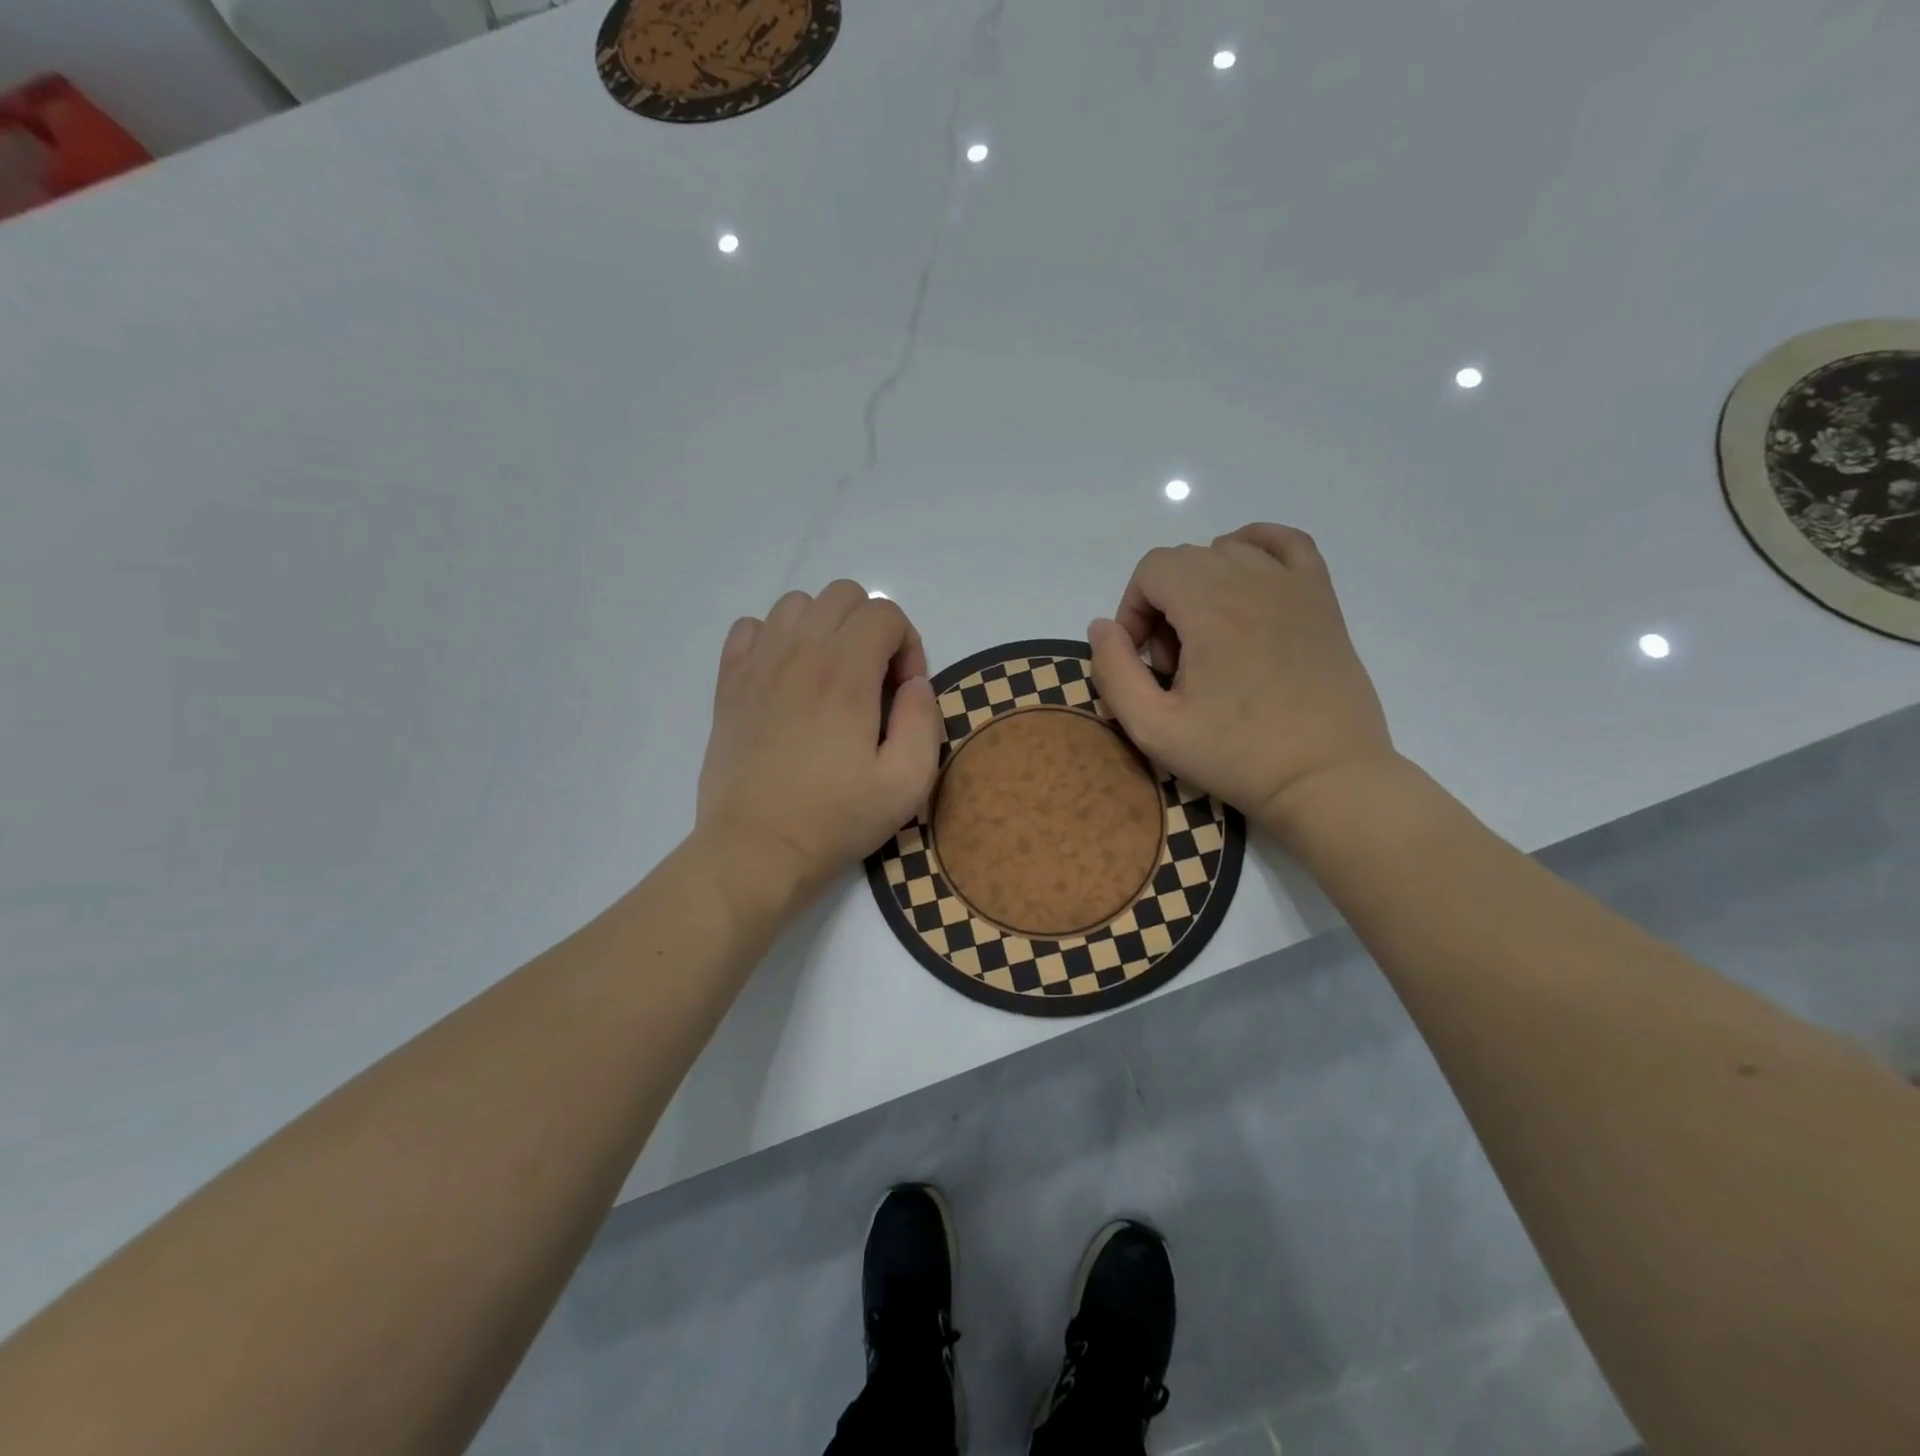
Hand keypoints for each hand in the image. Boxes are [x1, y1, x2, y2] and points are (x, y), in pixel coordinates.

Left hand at [695, 580, 942, 907]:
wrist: (755, 849)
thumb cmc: (835, 819)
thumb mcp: (907, 783)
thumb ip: (924, 720)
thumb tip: (914, 684)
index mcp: (844, 672)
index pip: (885, 613)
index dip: (907, 646)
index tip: (902, 694)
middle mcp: (798, 652)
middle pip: (843, 595)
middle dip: (871, 628)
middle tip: (872, 682)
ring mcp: (757, 664)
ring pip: (797, 604)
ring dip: (825, 628)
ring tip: (830, 676)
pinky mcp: (729, 684)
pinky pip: (751, 628)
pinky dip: (775, 639)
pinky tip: (786, 679)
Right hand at [1088, 523, 1395, 833]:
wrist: (1325, 777)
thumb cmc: (1237, 755)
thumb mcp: (1153, 728)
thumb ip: (1114, 672)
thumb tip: (1101, 627)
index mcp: (1210, 608)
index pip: (1152, 569)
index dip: (1133, 609)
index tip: (1144, 660)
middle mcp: (1252, 581)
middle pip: (1185, 560)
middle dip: (1164, 604)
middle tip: (1175, 665)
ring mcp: (1293, 585)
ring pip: (1228, 552)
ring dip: (1203, 586)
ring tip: (1210, 641)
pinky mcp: (1322, 598)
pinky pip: (1286, 542)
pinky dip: (1256, 548)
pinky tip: (1246, 584)